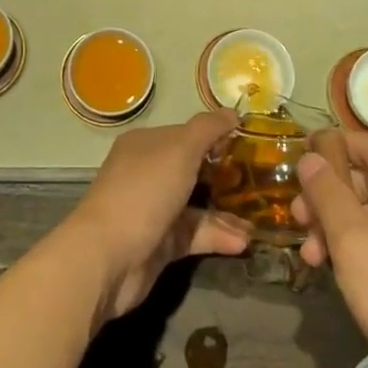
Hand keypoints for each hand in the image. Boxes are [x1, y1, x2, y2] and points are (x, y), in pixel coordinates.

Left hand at [62, 111, 251, 323]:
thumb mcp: (181, 149)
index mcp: (146, 144)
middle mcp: (147, 173)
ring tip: (257, 222)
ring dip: (226, 213)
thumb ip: (208, 129)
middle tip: (260, 184)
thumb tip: (231, 112)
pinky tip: (243, 241)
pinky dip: (217, 237)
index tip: (249, 145)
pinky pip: (194, 234)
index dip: (215, 137)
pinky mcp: (159, 244)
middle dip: (225, 177)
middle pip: (192, 170)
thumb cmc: (145, 190)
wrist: (108, 256)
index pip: (186, 134)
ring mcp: (152, 209)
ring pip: (196, 206)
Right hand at [293, 131, 367, 367]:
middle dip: (327, 196)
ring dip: (336, 225)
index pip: (365, 144)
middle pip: (367, 178)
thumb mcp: (352, 241)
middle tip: (296, 218)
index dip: (327, 146)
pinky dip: (358, 244)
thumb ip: (327, 192)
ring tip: (310, 255)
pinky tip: (333, 268)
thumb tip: (311, 156)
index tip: (294, 158)